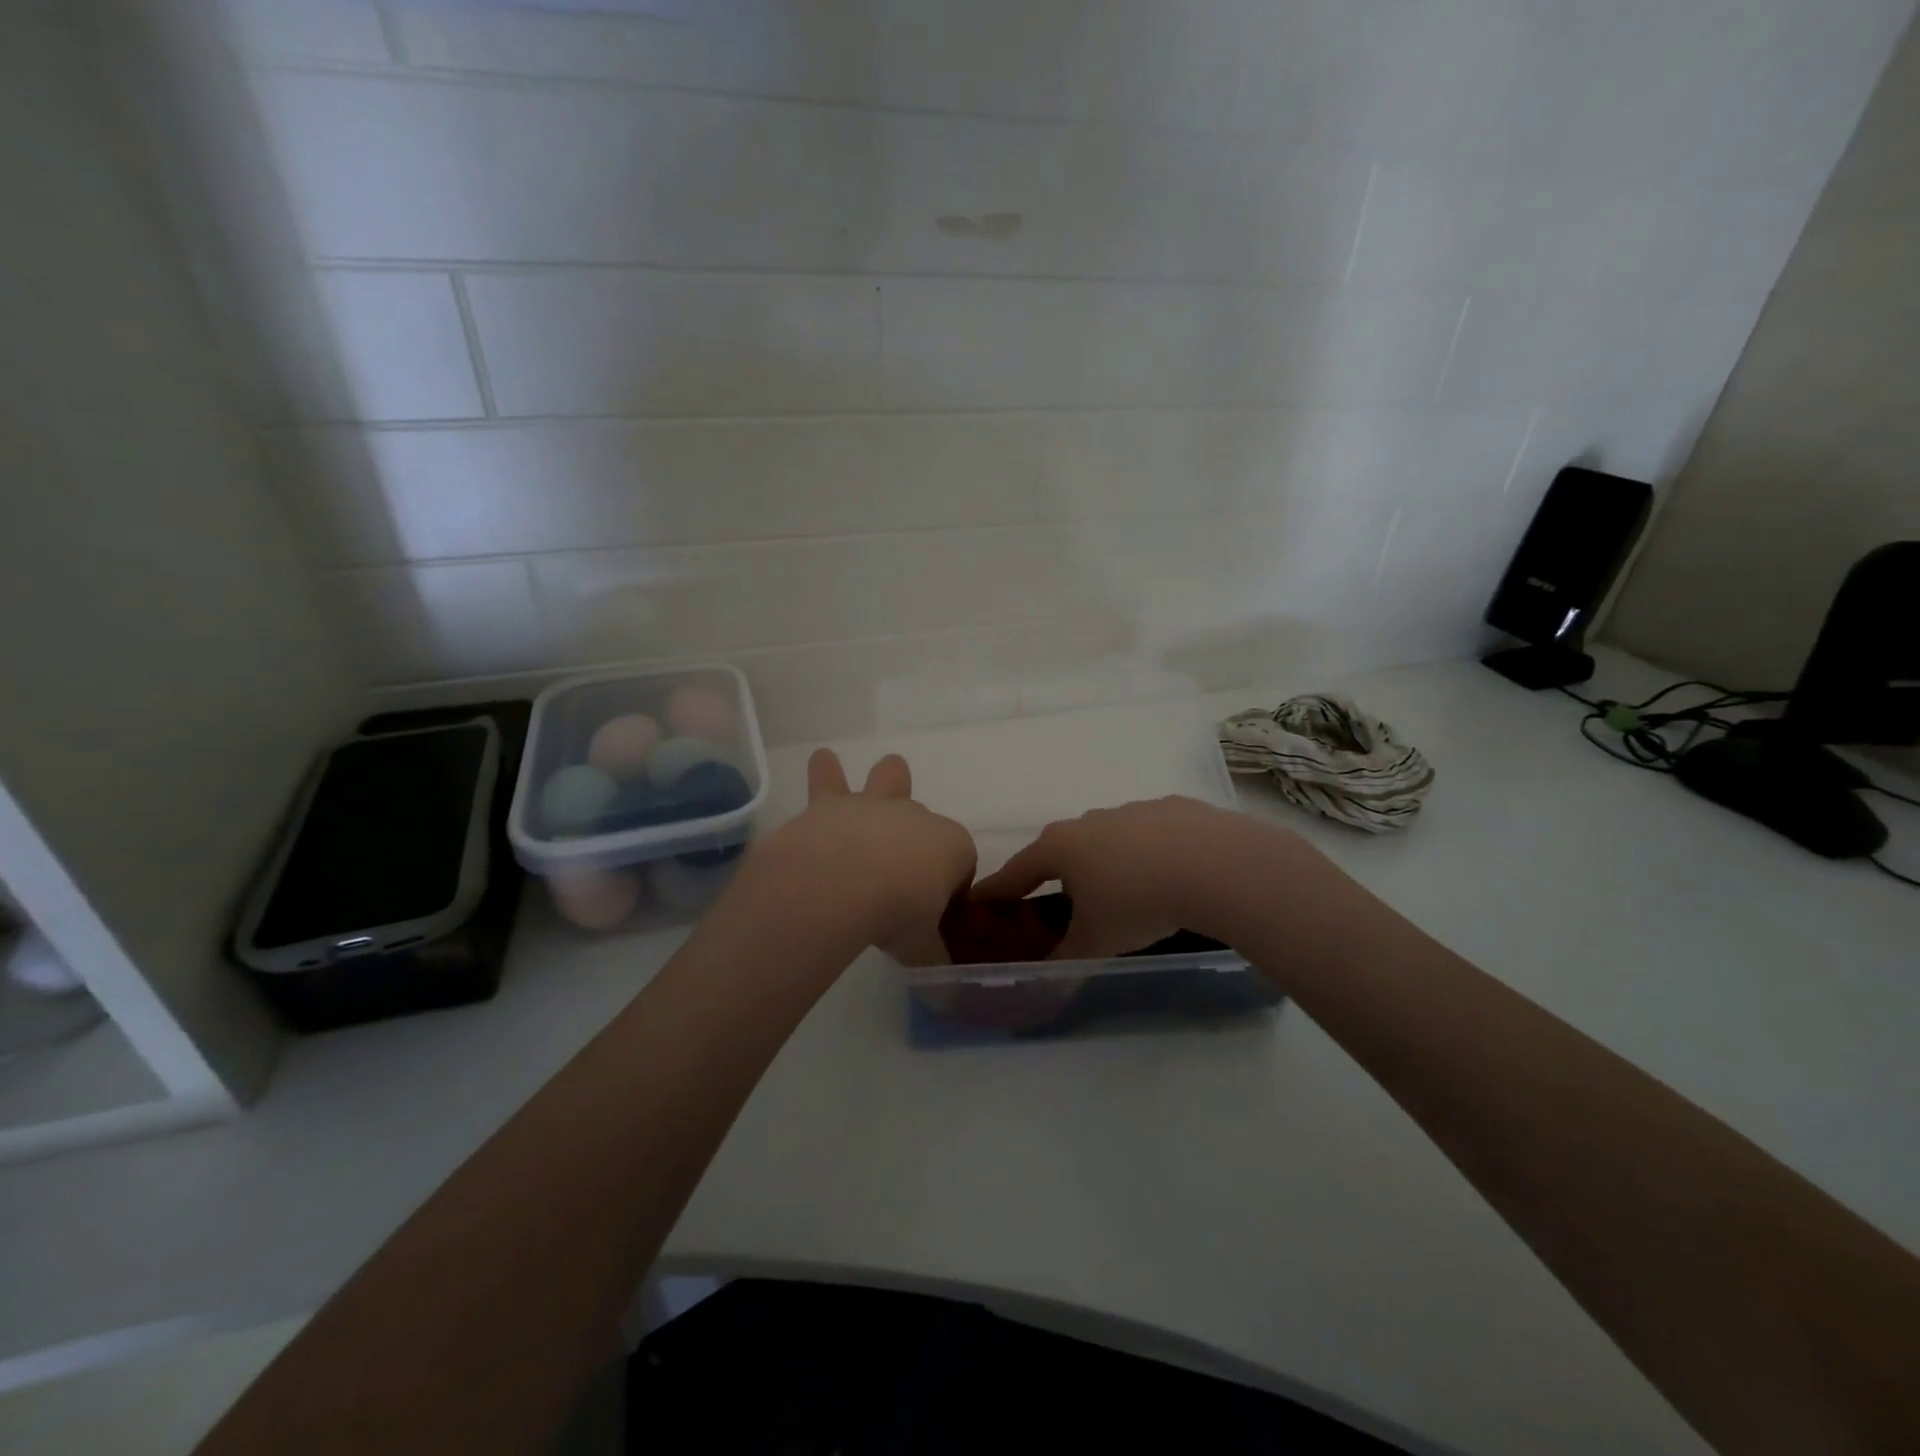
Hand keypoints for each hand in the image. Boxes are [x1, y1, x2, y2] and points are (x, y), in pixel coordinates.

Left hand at [734, 749, 974, 959]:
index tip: (935, 916)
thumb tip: (942, 982)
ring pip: (889, 777)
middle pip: (927, 818)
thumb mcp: (922, 947)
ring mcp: (874, 806)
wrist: (842, 884)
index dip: (951, 890)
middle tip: (904, 865)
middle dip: (920, 833)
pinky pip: (829, 778)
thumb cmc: (897, 914)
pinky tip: (822, 761)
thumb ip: (931, 955)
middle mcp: (917, 817)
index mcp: (953, 846)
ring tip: (884, 781)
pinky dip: (826, 773)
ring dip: (886, 780)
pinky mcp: (831, 805)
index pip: (961, 865)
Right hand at [971, 796, 1262, 959]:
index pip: (1016, 870)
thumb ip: (1065, 958)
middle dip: (1057, 875)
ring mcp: (1131, 810)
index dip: (997, 890)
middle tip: (1063, 904)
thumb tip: (1046, 977)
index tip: (979, 900)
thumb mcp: (1096, 941)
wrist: (1214, 865)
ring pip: (1107, 839)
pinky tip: (1168, 875)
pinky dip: (1148, 853)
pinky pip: (1148, 834)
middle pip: (1061, 850)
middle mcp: (1089, 821)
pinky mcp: (1172, 808)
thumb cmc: (1138, 903)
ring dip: (1106, 862)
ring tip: (1125, 894)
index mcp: (1060, 847)